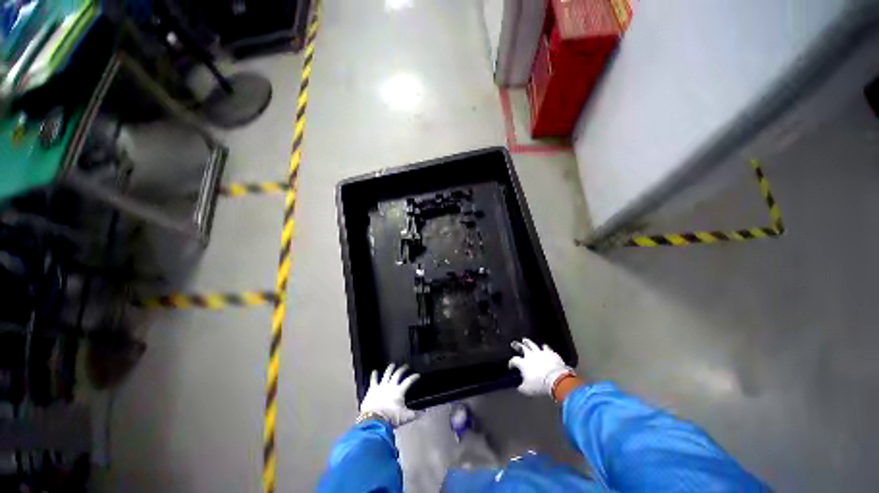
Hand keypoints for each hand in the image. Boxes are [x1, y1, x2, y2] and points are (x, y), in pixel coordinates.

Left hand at [359, 363, 421, 427]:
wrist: (375, 418)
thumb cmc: (391, 416)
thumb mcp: (407, 416)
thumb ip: (416, 414)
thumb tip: (424, 412)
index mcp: (399, 391)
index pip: (408, 381)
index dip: (413, 377)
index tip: (417, 375)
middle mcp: (390, 386)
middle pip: (397, 375)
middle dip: (402, 369)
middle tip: (405, 366)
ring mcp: (380, 386)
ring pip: (386, 375)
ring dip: (389, 369)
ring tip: (392, 365)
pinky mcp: (372, 389)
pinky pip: (373, 380)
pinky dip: (374, 375)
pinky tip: (374, 371)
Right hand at [508, 338, 572, 395]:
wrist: (556, 379)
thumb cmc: (539, 385)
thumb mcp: (526, 389)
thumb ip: (522, 386)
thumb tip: (520, 386)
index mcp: (523, 364)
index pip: (514, 360)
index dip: (511, 363)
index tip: (511, 366)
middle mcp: (532, 356)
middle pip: (523, 348)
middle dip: (517, 345)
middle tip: (514, 343)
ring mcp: (542, 353)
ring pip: (534, 345)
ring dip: (529, 343)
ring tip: (526, 340)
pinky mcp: (552, 353)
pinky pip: (547, 348)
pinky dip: (544, 347)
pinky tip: (544, 346)